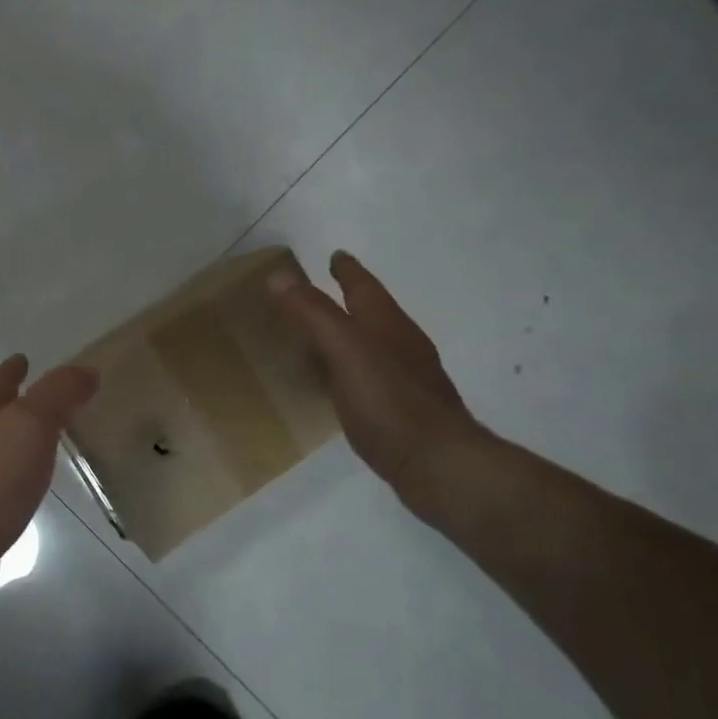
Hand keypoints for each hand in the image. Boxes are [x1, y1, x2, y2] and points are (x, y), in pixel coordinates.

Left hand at [0, 354, 99, 561]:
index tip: (25, 359)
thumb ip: (58, 394)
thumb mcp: (31, 423)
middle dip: (12, 402)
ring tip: (41, 443)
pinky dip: (11, 476)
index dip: (14, 368)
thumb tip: (86, 371)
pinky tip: (24, 488)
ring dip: (13, 440)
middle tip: (43, 401)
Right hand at [269, 251, 483, 497]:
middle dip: (350, 300)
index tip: (335, 255)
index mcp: (387, 324)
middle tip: (322, 292)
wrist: (437, 463)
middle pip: (373, 313)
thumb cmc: (388, 400)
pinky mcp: (404, 410)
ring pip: (374, 345)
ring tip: (324, 336)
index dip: (347, 271)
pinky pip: (372, 377)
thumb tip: (280, 275)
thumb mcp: (344, 349)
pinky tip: (340, 384)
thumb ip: (313, 313)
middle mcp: (402, 345)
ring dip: (351, 335)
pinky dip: (352, 369)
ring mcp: (408, 378)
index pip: (364, 287)